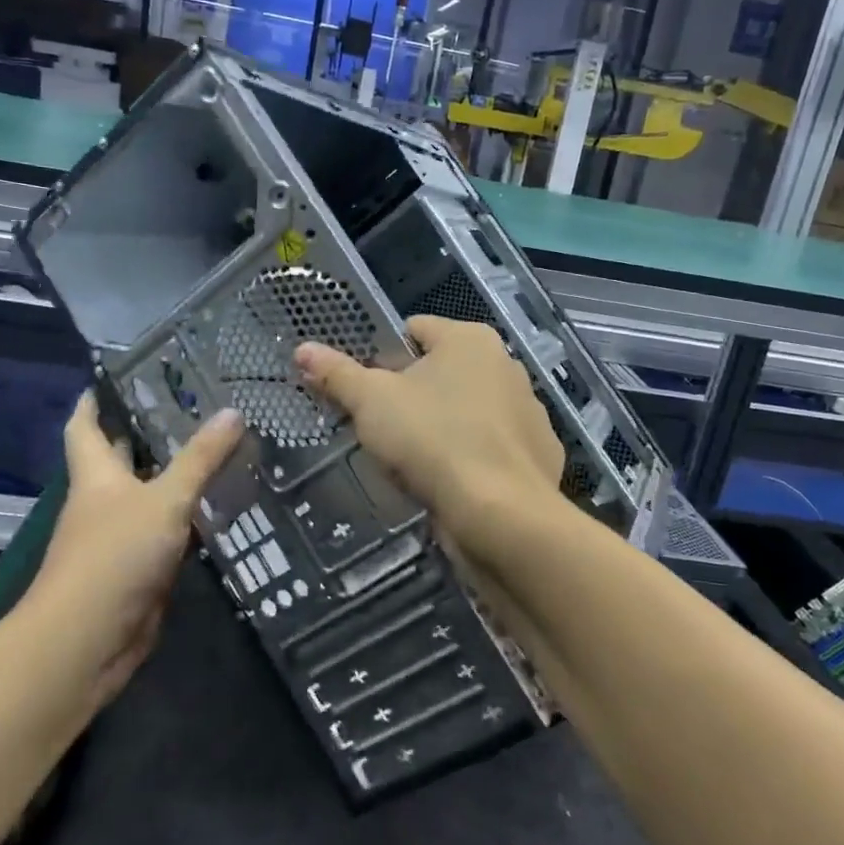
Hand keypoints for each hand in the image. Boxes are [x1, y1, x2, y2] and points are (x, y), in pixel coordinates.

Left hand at [22, 392, 242, 716]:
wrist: (88, 641)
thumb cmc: (115, 555)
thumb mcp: (164, 499)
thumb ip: (200, 458)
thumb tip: (233, 412)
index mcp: (96, 476)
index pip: (85, 427)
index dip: (94, 402)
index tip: (114, 377)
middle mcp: (104, 502)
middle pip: (119, 459)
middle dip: (145, 435)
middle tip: (192, 407)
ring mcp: (120, 538)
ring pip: (150, 496)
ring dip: (176, 477)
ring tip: (221, 449)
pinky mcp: (141, 569)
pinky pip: (169, 533)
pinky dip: (190, 518)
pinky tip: (223, 506)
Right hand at [296, 316, 562, 534]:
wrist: (501, 514)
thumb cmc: (432, 440)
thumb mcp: (371, 402)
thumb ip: (337, 373)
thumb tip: (303, 349)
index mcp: (470, 339)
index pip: (414, 330)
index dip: (383, 357)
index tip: (366, 392)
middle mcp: (506, 364)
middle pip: (442, 371)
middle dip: (412, 396)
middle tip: (384, 430)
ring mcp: (529, 409)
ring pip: (468, 409)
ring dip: (443, 426)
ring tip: (416, 462)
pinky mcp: (540, 451)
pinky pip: (492, 445)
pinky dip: (473, 456)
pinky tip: (453, 482)